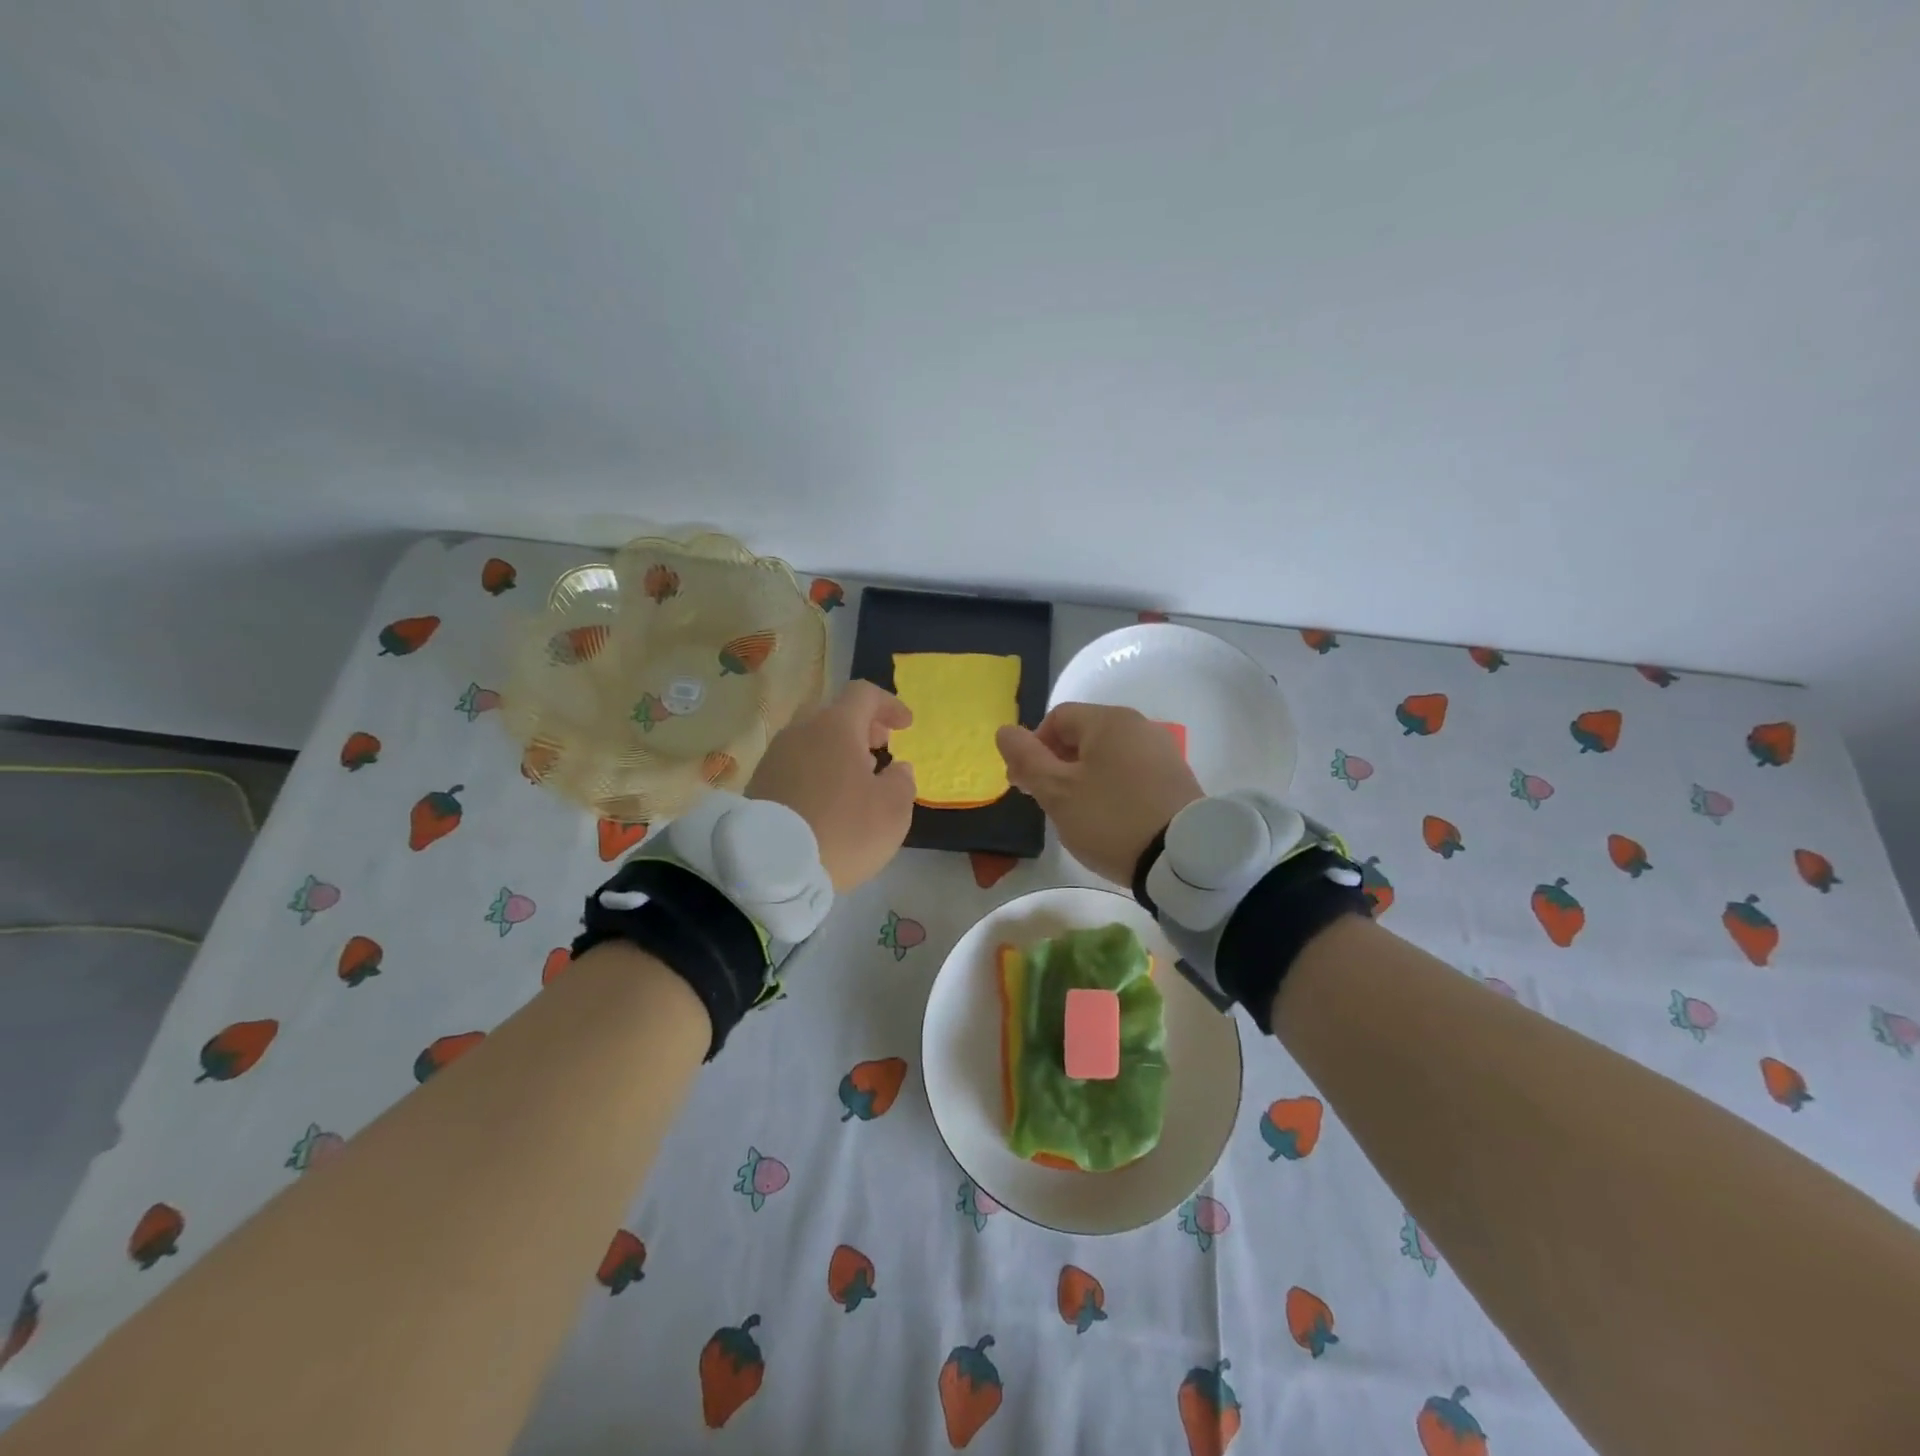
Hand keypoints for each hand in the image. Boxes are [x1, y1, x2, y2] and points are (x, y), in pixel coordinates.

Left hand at [747, 680, 917, 891]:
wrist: (771, 866)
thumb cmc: (843, 830)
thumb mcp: (892, 811)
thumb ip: (902, 782)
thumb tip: (897, 769)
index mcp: (835, 727)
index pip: (864, 694)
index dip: (889, 705)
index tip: (906, 726)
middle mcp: (801, 731)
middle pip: (834, 713)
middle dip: (861, 726)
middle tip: (880, 747)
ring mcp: (775, 756)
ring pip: (812, 738)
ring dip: (836, 750)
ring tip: (855, 778)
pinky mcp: (759, 782)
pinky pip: (795, 763)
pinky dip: (816, 769)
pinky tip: (827, 798)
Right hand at [996, 703, 1202, 883]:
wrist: (1182, 857)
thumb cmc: (1110, 818)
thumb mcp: (1057, 791)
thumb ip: (1027, 758)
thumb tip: (1004, 730)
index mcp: (1109, 720)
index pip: (1057, 718)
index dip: (1033, 747)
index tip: (1024, 784)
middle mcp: (1139, 725)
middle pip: (1083, 735)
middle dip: (1056, 764)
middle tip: (1045, 801)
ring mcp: (1162, 751)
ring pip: (1107, 755)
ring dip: (1082, 777)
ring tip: (1076, 814)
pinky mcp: (1177, 778)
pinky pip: (1131, 772)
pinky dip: (1111, 787)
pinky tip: (1109, 818)